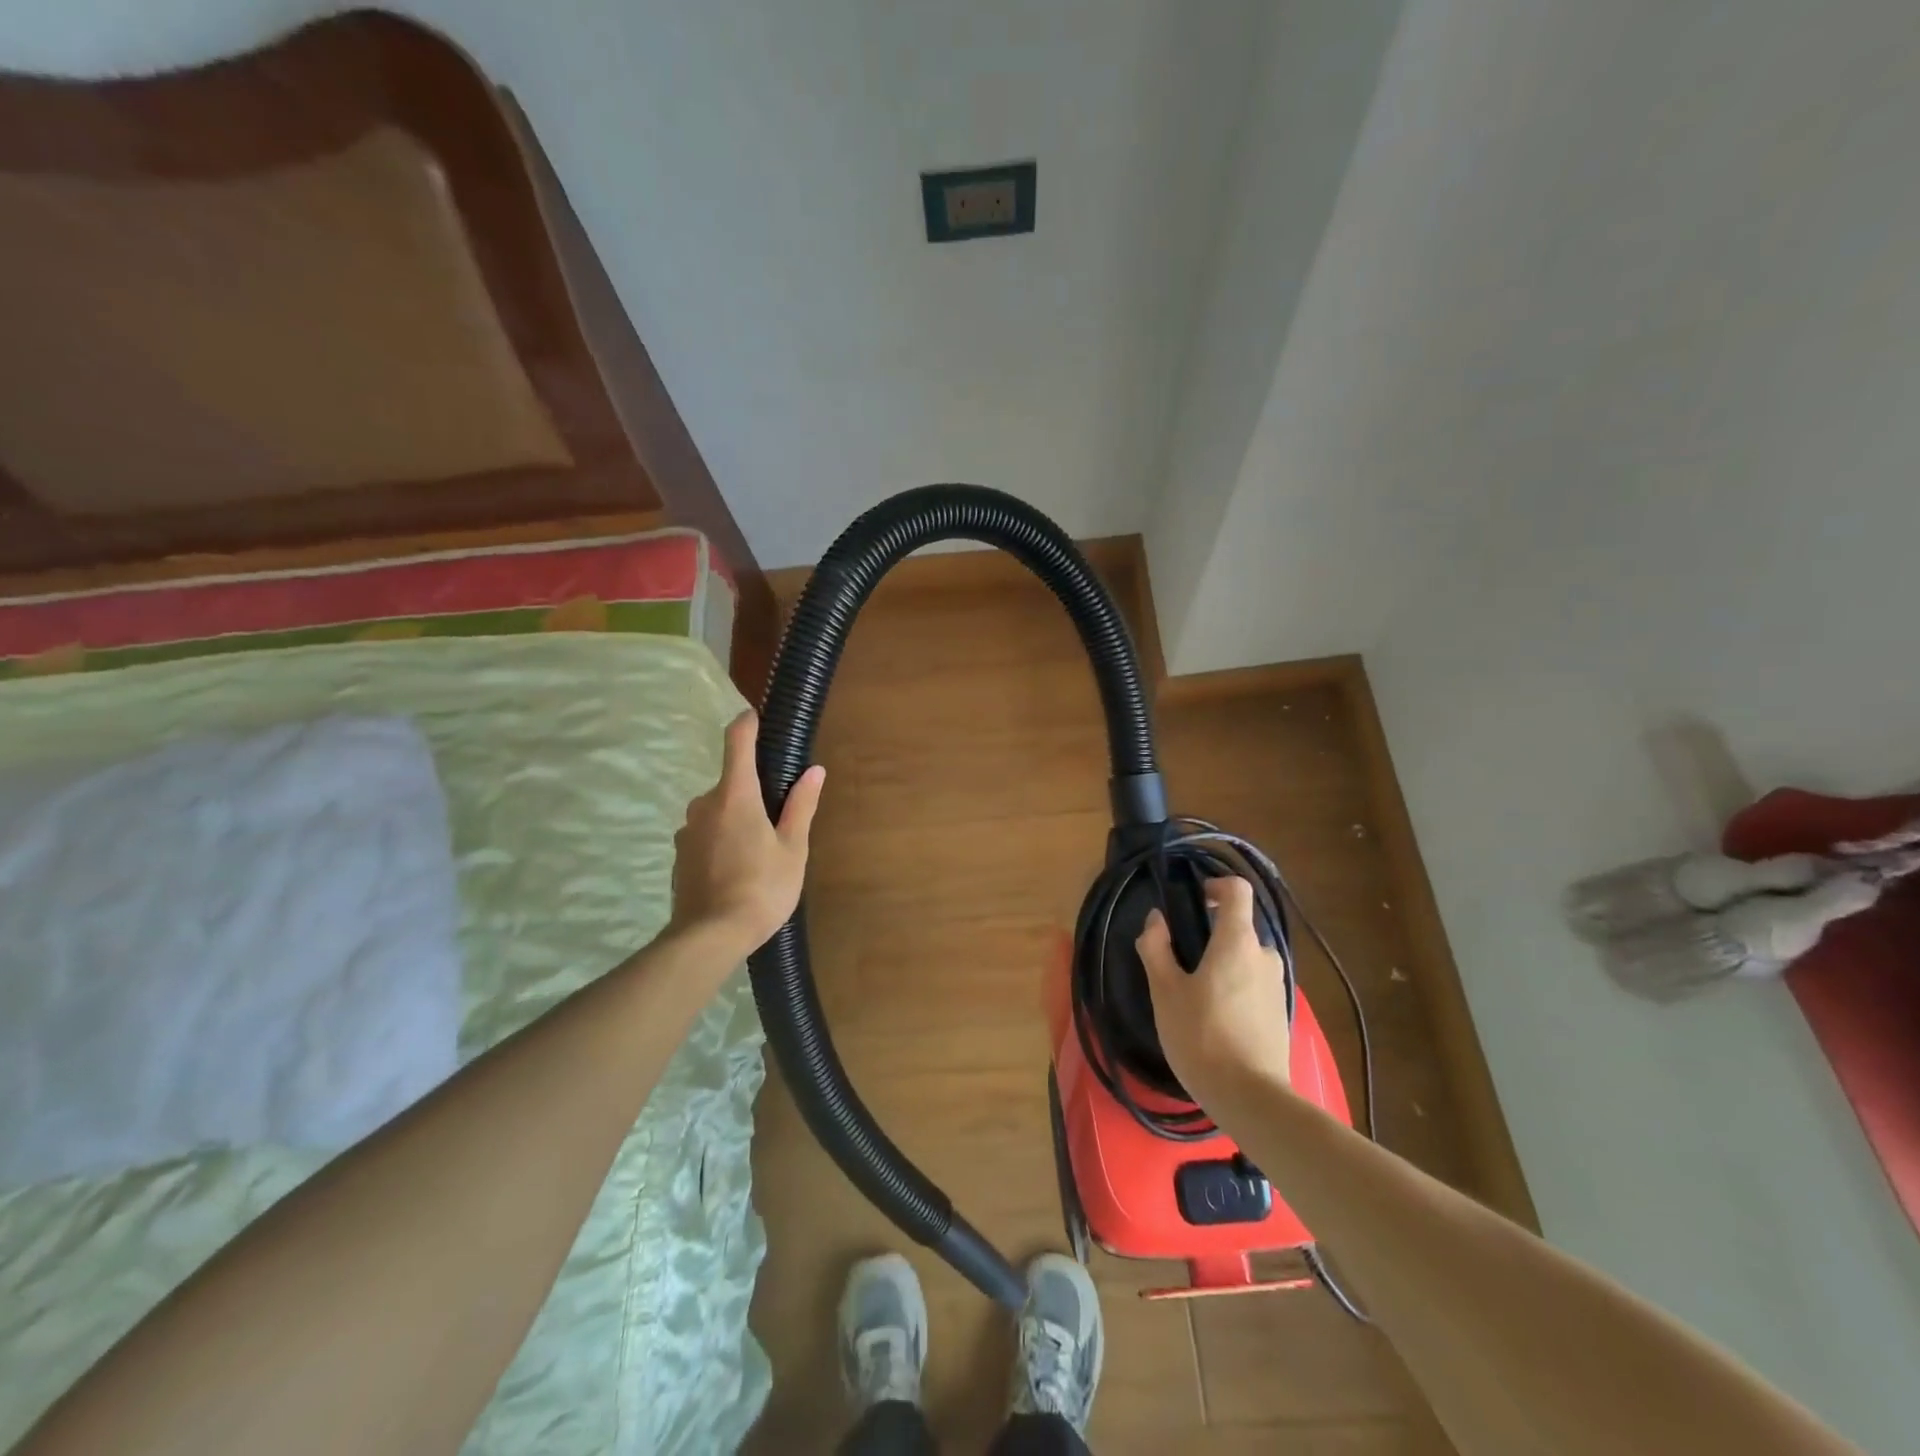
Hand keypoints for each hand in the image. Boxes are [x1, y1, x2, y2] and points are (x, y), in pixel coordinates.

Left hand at [670, 711, 824, 955]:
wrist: (709, 937)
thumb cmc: (761, 888)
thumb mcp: (792, 849)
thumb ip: (800, 806)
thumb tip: (814, 771)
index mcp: (736, 795)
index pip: (737, 742)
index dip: (747, 723)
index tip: (756, 715)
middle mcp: (705, 804)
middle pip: (731, 782)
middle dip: (753, 791)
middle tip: (779, 818)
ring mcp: (687, 830)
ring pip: (717, 810)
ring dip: (737, 818)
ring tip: (760, 851)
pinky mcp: (679, 854)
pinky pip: (706, 833)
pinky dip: (722, 839)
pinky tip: (737, 869)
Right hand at [1136, 876, 1291, 1104]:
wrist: (1250, 1098)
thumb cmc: (1201, 1035)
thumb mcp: (1165, 990)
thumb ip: (1156, 947)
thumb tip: (1156, 920)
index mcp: (1237, 941)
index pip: (1237, 890)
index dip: (1215, 886)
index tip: (1194, 901)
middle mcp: (1264, 956)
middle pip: (1238, 928)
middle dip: (1210, 937)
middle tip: (1180, 964)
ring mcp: (1277, 986)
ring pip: (1245, 960)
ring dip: (1222, 966)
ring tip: (1194, 998)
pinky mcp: (1280, 1014)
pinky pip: (1254, 985)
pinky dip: (1234, 990)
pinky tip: (1214, 1021)